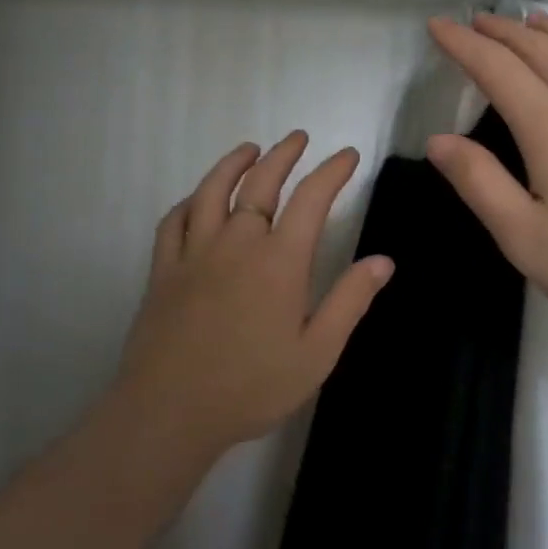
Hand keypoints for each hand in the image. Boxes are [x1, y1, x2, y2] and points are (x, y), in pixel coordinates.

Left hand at [118, 132, 394, 454]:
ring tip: (249, 148)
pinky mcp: (164, 270)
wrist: (170, 411)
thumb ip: (349, 302)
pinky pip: (174, 221)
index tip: (348, 155)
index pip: (311, 199)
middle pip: (260, 183)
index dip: (332, 171)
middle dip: (284, 154)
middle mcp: (237, 243)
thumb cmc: (251, 386)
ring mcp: (195, 253)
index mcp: (279, 261)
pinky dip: (190, 201)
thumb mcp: (316, 353)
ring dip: (233, 163)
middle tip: (299, 137)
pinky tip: (198, 199)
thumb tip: (383, 260)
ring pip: (213, 191)